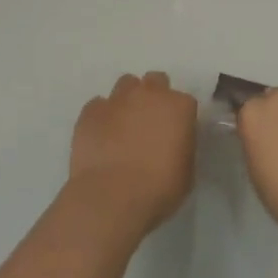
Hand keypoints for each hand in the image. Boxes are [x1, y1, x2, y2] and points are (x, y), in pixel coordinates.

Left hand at [68, 72, 196, 237]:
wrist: (112, 197)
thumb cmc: (158, 189)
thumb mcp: (186, 171)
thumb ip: (182, 147)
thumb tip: (172, 143)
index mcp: (178, 107)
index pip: (184, 102)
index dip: (179, 117)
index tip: (175, 134)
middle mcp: (149, 94)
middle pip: (155, 81)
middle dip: (154, 96)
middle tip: (149, 122)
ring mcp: (117, 99)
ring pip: (126, 85)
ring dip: (128, 100)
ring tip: (123, 125)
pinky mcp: (91, 111)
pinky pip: (98, 105)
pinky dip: (102, 116)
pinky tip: (101, 135)